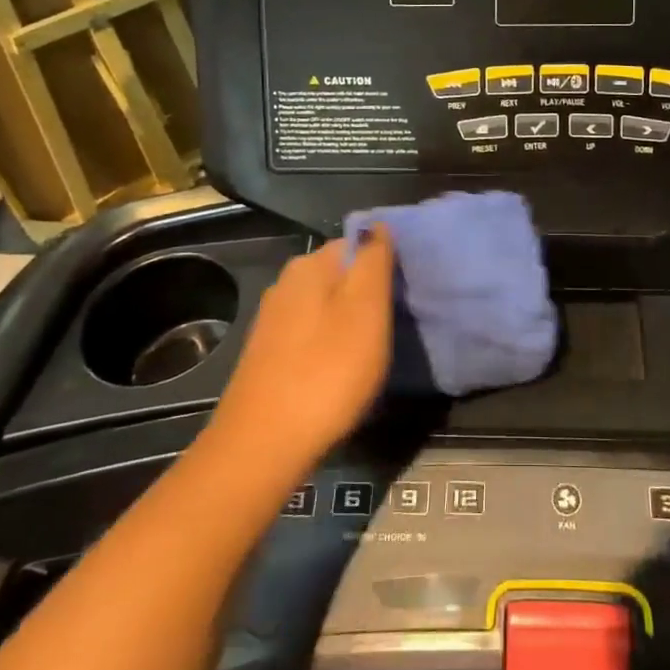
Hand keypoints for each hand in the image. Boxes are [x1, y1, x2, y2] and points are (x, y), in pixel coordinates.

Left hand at [209, 230, 394, 474]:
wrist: (264, 444)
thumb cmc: (327, 371)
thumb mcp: (367, 309)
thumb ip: (374, 261)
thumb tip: (378, 225)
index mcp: (310, 265)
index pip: (356, 242)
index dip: (385, 262)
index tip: (406, 292)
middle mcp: (287, 282)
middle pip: (340, 273)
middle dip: (368, 292)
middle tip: (394, 323)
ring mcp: (273, 319)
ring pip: (325, 304)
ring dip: (350, 319)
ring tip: (373, 348)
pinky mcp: (268, 352)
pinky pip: (311, 331)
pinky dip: (330, 342)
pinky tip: (341, 368)